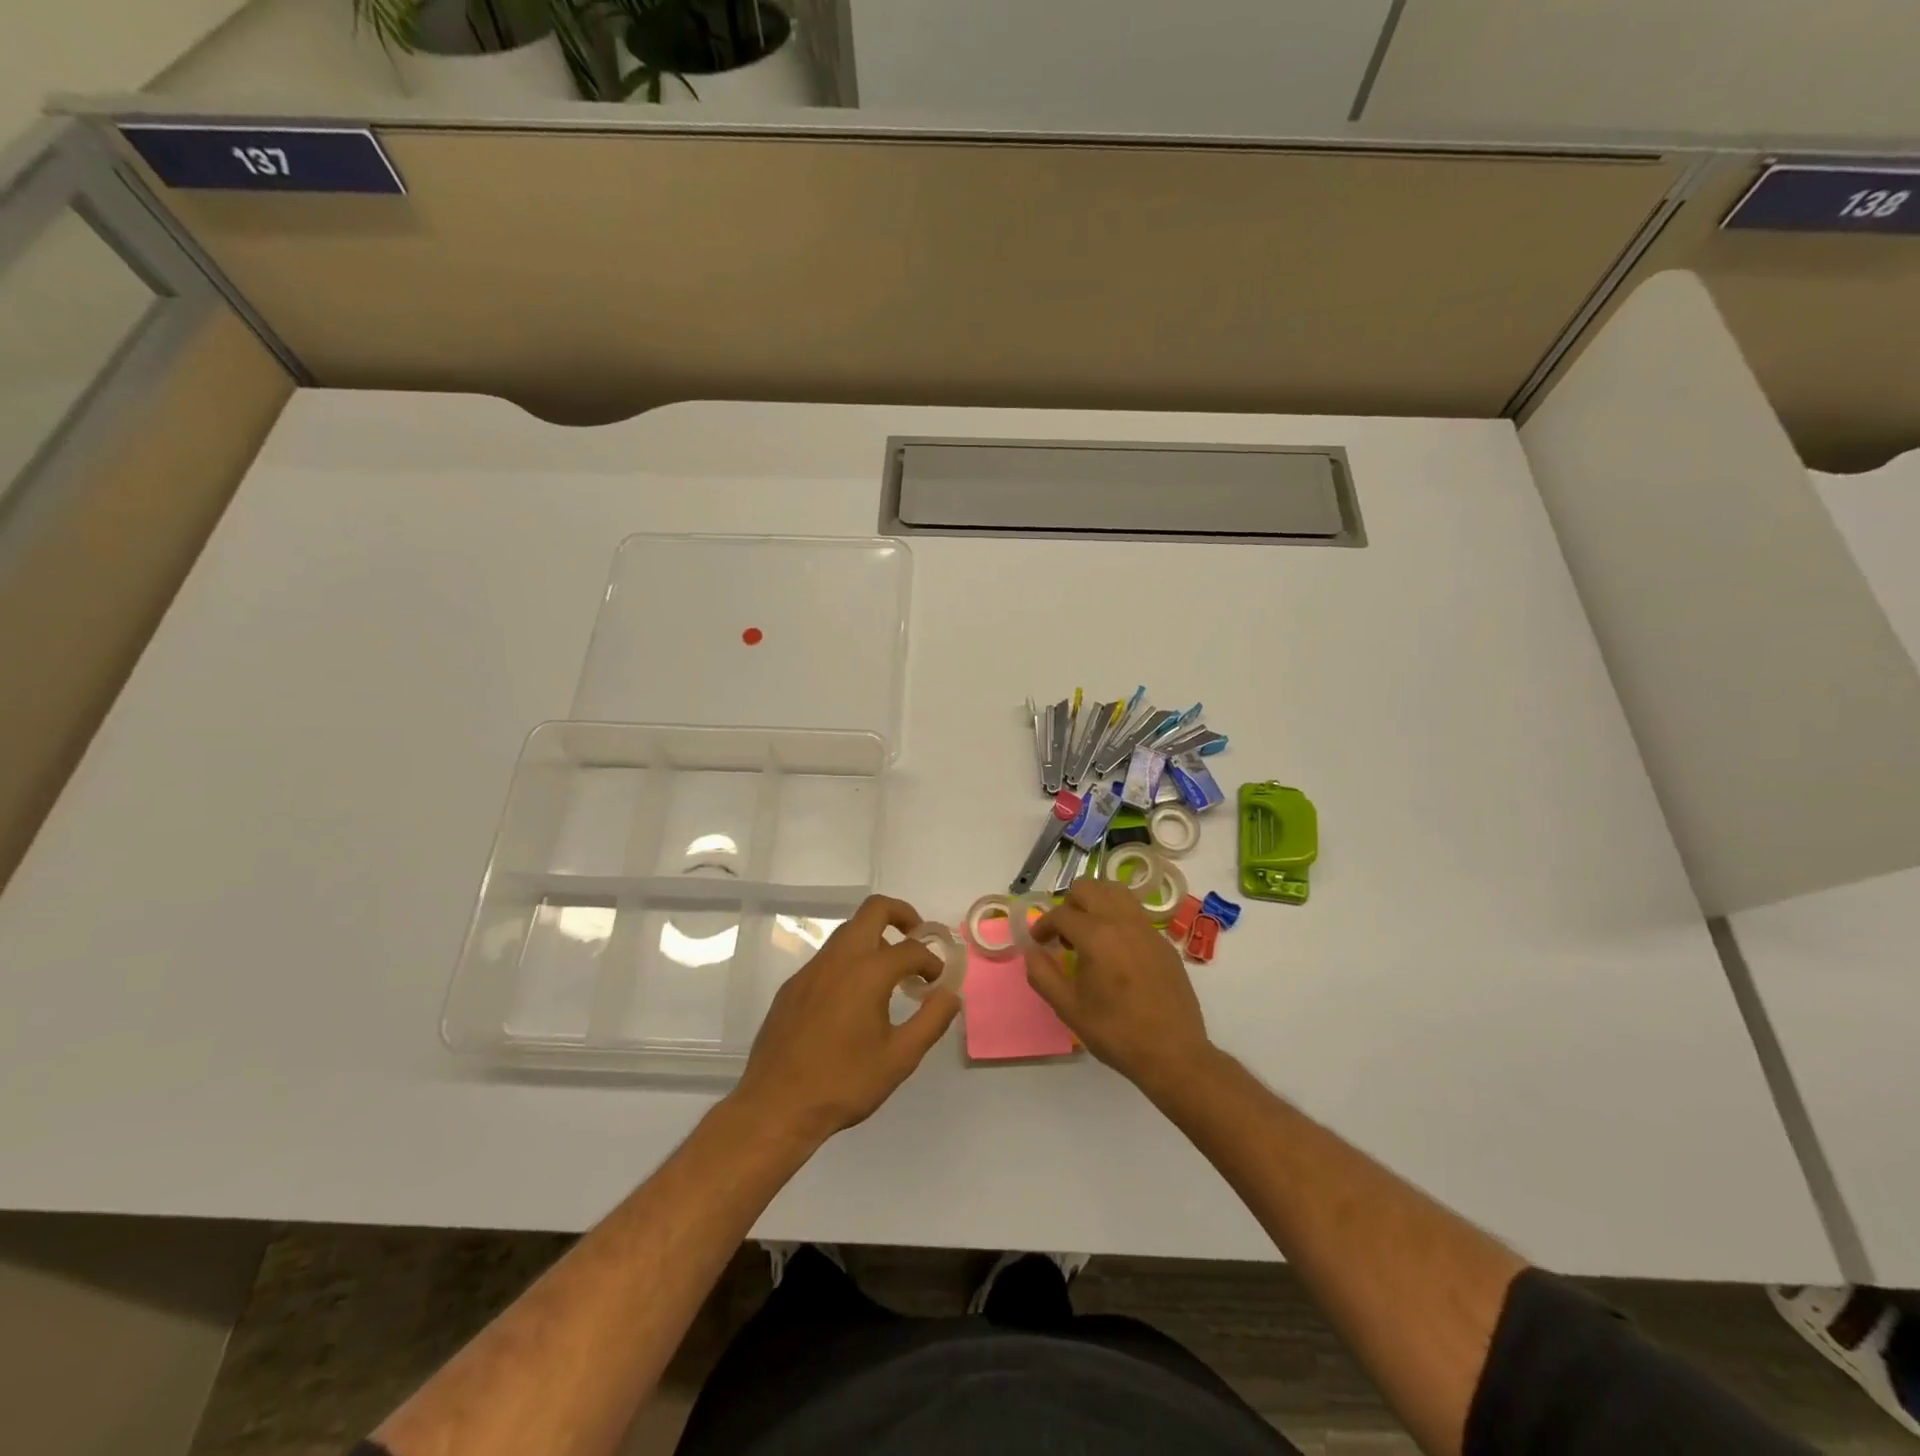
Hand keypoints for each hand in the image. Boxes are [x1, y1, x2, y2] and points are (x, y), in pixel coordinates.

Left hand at [732, 895, 959, 1144]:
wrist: (775, 1106)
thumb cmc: (843, 1083)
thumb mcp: (899, 1058)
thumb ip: (931, 1021)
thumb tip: (951, 995)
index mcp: (867, 972)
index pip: (910, 949)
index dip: (931, 961)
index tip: (937, 982)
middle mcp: (838, 959)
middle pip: (873, 910)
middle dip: (901, 915)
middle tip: (916, 939)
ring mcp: (811, 970)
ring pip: (848, 931)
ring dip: (874, 937)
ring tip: (889, 972)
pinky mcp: (792, 986)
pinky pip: (828, 957)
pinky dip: (850, 960)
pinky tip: (853, 998)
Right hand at [1027, 879, 1215, 1095]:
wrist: (1173, 1054)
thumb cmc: (1116, 1032)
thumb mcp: (1069, 1008)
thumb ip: (1042, 975)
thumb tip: (1031, 952)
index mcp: (1096, 935)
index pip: (1060, 914)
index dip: (1043, 925)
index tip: (1038, 942)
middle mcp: (1123, 921)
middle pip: (1089, 888)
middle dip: (1069, 904)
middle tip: (1063, 933)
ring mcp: (1148, 929)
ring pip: (1116, 892)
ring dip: (1096, 902)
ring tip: (1089, 932)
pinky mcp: (1164, 942)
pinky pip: (1135, 913)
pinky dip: (1118, 918)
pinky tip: (1116, 950)